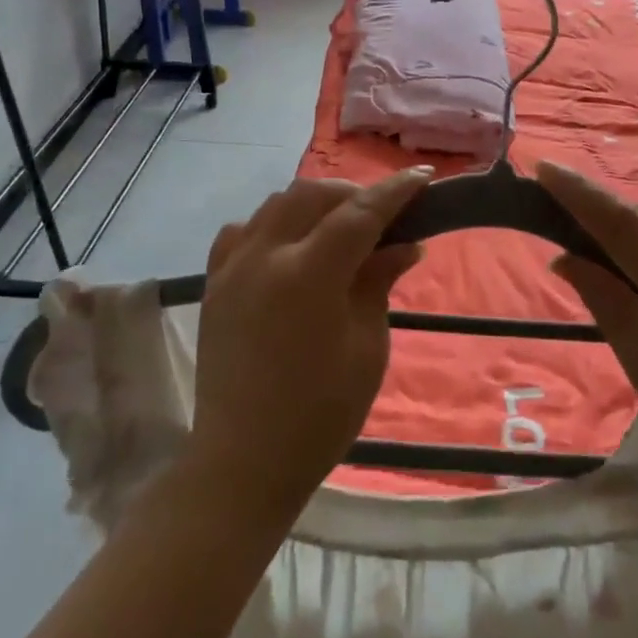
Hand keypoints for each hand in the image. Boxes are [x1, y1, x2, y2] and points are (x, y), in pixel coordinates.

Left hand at [187, 168, 431, 518]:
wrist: (244, 460)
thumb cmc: (320, 414)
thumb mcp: (367, 348)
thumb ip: (378, 283)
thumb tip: (404, 245)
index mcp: (309, 275)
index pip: (359, 213)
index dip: (394, 191)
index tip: (423, 177)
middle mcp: (265, 256)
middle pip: (313, 195)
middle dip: (353, 194)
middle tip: (384, 215)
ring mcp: (233, 267)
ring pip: (277, 204)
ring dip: (314, 203)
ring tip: (339, 226)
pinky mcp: (214, 284)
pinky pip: (244, 231)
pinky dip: (273, 225)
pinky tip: (288, 246)